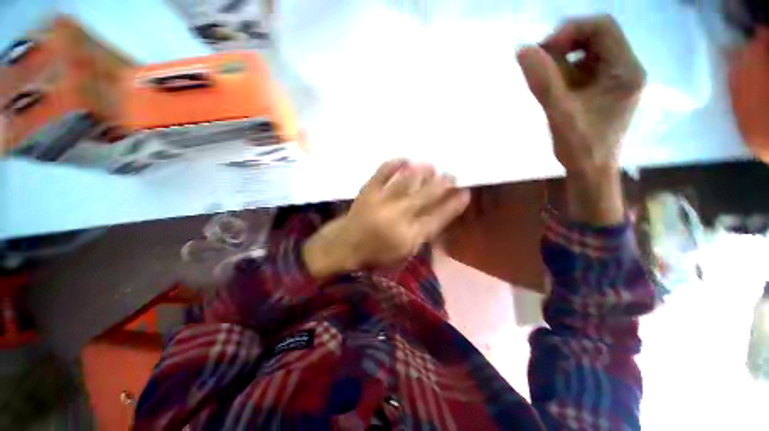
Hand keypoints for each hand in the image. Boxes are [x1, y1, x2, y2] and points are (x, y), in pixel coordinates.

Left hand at [303, 160, 469, 278]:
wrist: (345, 246)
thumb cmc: (376, 253)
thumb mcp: (404, 252)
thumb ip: (422, 235)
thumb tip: (439, 215)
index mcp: (409, 236)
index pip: (438, 218)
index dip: (454, 205)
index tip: (465, 193)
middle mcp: (398, 217)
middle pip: (426, 196)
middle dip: (443, 184)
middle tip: (451, 174)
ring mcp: (382, 202)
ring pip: (407, 182)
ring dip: (422, 172)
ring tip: (431, 166)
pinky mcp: (368, 192)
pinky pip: (382, 173)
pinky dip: (394, 164)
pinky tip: (404, 159)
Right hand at [517, 15, 645, 224]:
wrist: (590, 171)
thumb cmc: (580, 147)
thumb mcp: (560, 114)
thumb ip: (543, 82)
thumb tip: (523, 50)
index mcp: (626, 70)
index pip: (602, 27)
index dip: (570, 31)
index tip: (543, 51)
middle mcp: (625, 68)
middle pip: (595, 37)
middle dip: (564, 45)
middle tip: (539, 64)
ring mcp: (614, 78)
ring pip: (586, 52)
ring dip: (561, 61)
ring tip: (544, 82)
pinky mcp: (603, 88)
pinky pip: (582, 68)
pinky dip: (563, 73)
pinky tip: (553, 90)